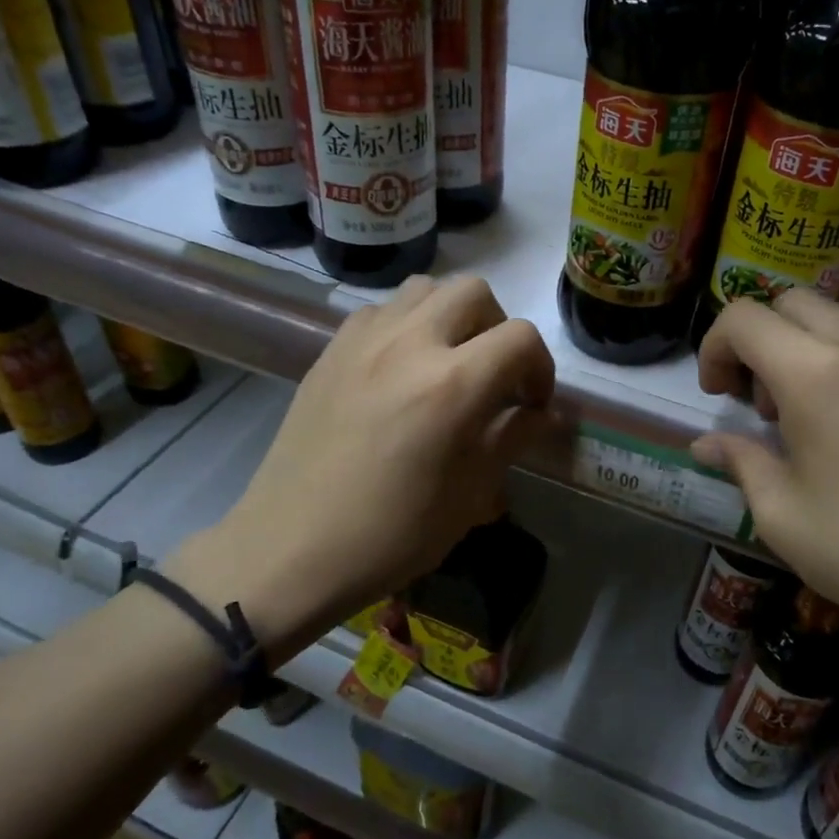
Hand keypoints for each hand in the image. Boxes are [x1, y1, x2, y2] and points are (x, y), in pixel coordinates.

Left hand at [167, 277, 554, 649]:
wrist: (293, 549)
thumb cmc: (391, 534)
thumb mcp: (469, 495)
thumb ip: (512, 439)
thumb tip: (545, 415)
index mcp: (452, 385)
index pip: (520, 338)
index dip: (541, 367)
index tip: (532, 404)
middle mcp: (409, 344)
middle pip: (474, 292)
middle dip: (498, 328)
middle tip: (493, 375)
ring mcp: (364, 341)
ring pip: (425, 289)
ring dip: (451, 315)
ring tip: (448, 361)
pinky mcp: (331, 350)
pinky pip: (381, 311)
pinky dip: (406, 324)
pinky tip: (400, 369)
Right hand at [692, 292, 838, 654]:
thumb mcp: (782, 516)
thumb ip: (740, 462)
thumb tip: (707, 444)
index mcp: (813, 375)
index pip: (743, 319)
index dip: (715, 347)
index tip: (719, 395)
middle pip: (792, 303)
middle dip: (761, 341)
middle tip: (766, 405)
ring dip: (812, 344)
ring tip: (820, 407)